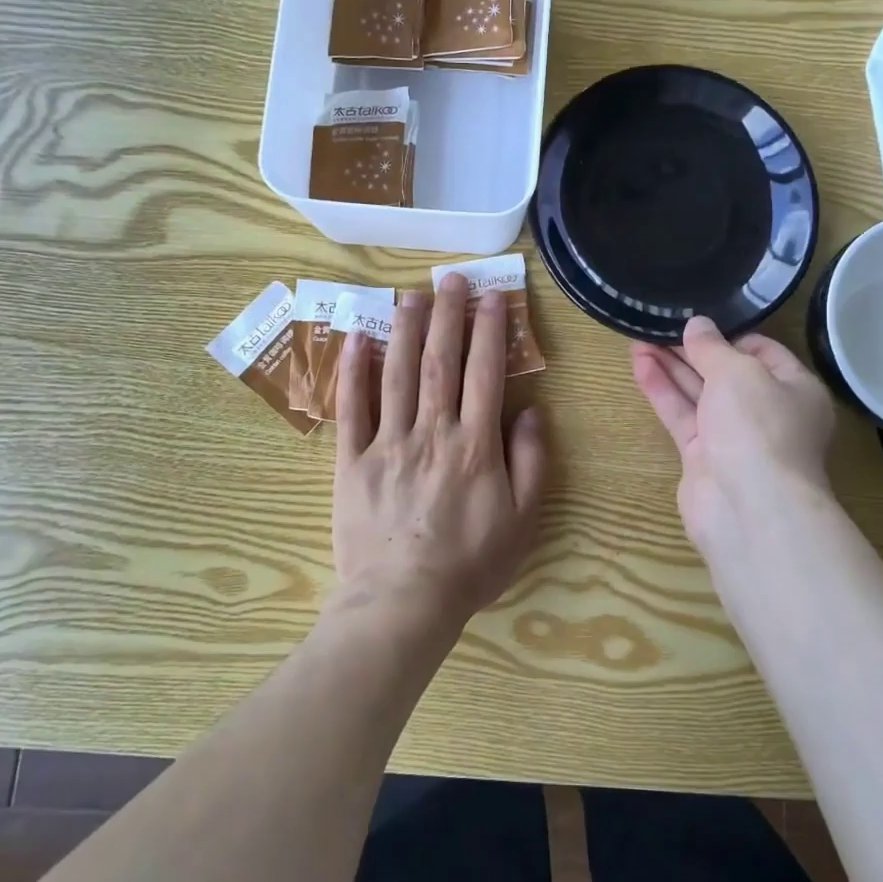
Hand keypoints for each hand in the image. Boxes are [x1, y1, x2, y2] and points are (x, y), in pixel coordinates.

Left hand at [330, 274, 547, 630]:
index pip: (485, 372)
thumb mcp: (523, 519)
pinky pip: (351, 409)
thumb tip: (530, 410)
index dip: (489, 329)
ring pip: (396, 373)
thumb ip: (531, 460)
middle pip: (440, 361)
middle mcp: (432, 431)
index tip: (490, 296)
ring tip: (410, 294)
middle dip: (447, 315)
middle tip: (449, 278)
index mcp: (475, 443)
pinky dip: (352, 373)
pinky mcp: (352, 460)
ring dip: (404, 329)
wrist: (403, 603)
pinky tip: (356, 341)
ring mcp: (388, 442)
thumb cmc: (471, 563)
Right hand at [631, 317, 836, 557]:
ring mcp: (733, 436)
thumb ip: (712, 346)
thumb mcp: (738, 371)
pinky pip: (681, 415)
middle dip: (692, 349)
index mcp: (795, 388)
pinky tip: (639, 364)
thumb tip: (696, 324)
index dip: (729, 333)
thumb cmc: (759, 426)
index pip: (762, 351)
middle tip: (658, 323)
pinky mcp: (702, 456)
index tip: (697, 318)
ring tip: (638, 336)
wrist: (749, 507)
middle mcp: (767, 412)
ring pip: (698, 393)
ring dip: (671, 365)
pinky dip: (662, 390)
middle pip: (725, 371)